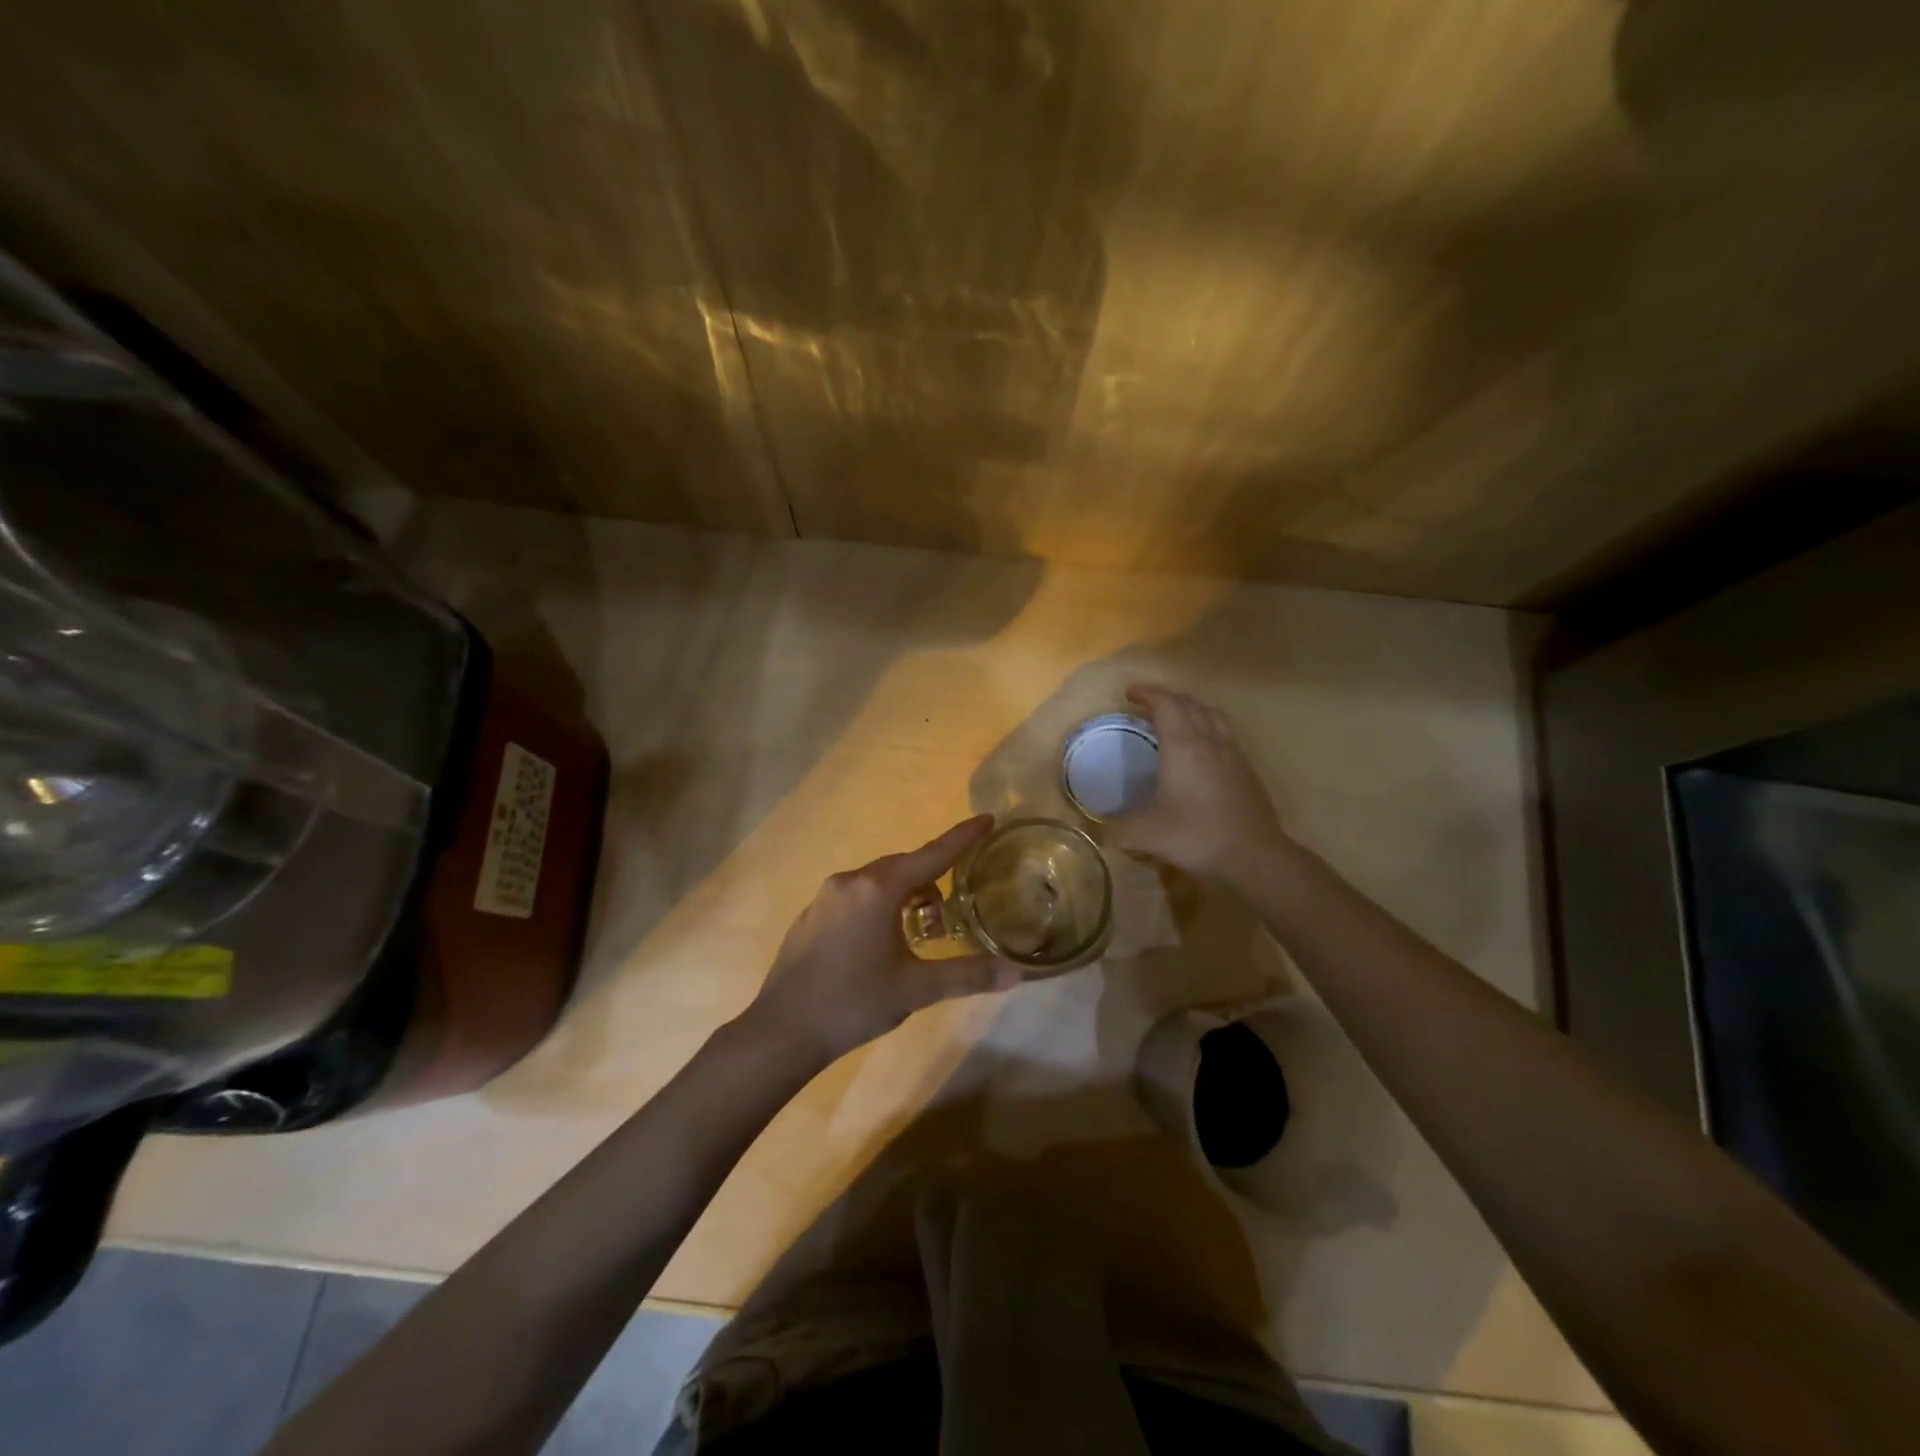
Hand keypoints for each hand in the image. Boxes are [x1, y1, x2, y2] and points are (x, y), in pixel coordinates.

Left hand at [742, 815, 1022, 1066]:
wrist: (783, 1030)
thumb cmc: (854, 1002)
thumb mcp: (915, 988)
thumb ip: (967, 975)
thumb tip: (1016, 973)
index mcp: (879, 889)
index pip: (933, 854)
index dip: (963, 837)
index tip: (987, 818)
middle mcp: (851, 881)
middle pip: (904, 866)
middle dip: (933, 880)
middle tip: (953, 912)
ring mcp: (826, 896)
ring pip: (879, 881)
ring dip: (906, 895)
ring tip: (921, 932)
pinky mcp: (812, 914)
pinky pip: (857, 895)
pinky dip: (879, 905)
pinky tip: (882, 943)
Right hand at [1108, 685, 1289, 886]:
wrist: (1255, 856)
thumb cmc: (1198, 836)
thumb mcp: (1147, 835)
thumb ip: (1119, 828)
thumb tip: (1102, 828)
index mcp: (1183, 746)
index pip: (1166, 704)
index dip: (1147, 693)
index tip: (1129, 694)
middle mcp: (1210, 742)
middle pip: (1190, 704)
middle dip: (1167, 699)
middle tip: (1147, 707)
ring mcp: (1233, 754)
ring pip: (1212, 716)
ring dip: (1191, 710)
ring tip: (1176, 720)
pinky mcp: (1246, 770)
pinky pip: (1224, 734)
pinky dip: (1207, 729)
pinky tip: (1201, 752)